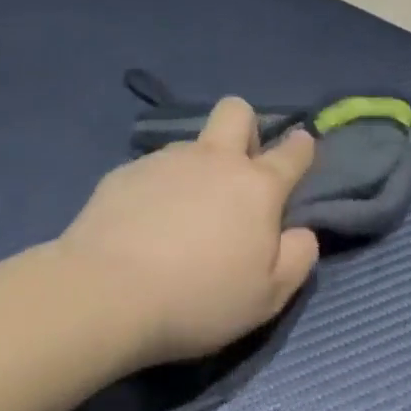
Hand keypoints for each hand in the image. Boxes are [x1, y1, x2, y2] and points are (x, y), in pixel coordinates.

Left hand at [59, 99, 320, 366]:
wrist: (107, 294)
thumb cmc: (200, 298)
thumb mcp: (268, 297)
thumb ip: (297, 258)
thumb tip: (302, 232)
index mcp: (256, 186)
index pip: (292, 151)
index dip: (302, 147)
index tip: (301, 148)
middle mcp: (214, 160)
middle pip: (237, 111)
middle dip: (245, 128)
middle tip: (237, 170)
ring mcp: (165, 161)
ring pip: (191, 145)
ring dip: (196, 168)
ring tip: (179, 217)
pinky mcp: (124, 173)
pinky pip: (151, 170)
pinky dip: (156, 190)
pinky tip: (142, 226)